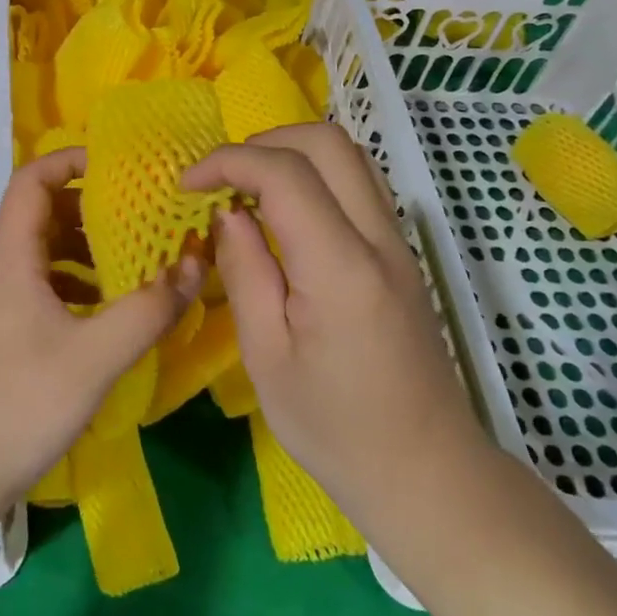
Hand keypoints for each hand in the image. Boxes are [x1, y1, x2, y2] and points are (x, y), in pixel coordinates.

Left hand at [0, 147, 199, 511]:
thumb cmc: (20, 404)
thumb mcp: (95, 357)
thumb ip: (147, 310)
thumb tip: (196, 263)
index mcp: (13, 256)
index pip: (34, 178)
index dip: (71, 160)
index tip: (118, 165)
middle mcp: (1, 267)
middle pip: (43, 212)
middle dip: (92, 207)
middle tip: (141, 213)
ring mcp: (0, 301)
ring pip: (45, 251)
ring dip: (87, 247)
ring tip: (135, 258)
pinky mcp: (4, 330)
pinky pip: (44, 284)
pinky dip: (77, 282)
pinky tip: (108, 308)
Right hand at [183, 124, 491, 521]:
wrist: (428, 474)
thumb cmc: (336, 429)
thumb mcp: (267, 358)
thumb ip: (245, 272)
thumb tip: (228, 213)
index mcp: (340, 268)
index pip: (285, 174)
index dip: (229, 161)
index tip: (188, 185)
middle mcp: (378, 239)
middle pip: (327, 142)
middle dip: (263, 141)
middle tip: (221, 178)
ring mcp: (398, 243)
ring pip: (349, 156)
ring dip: (292, 153)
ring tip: (248, 189)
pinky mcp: (402, 255)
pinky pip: (359, 185)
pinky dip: (316, 175)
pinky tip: (287, 213)